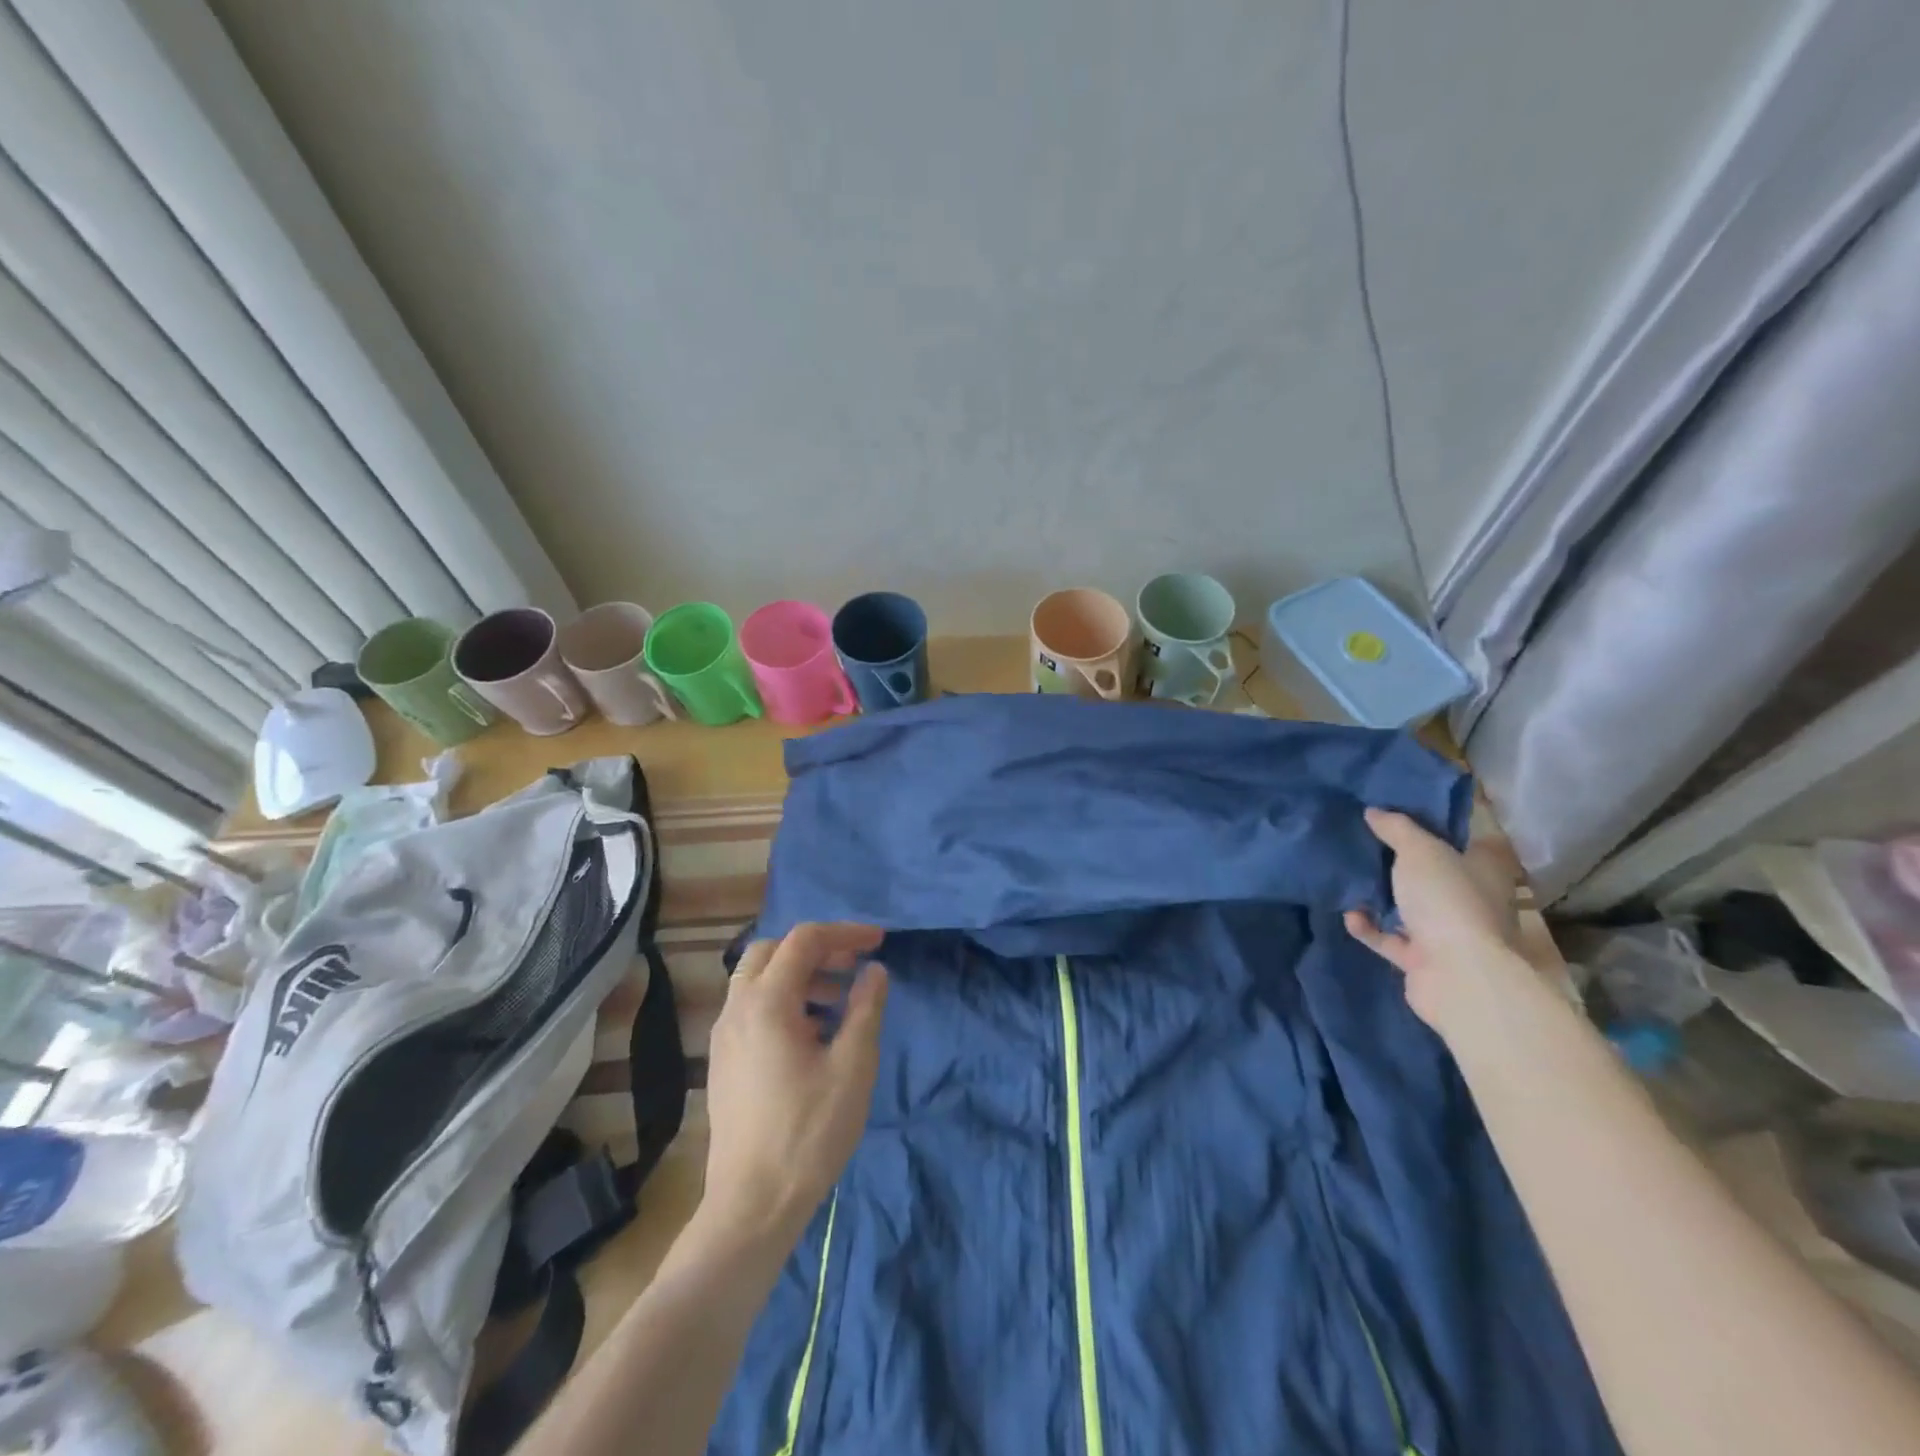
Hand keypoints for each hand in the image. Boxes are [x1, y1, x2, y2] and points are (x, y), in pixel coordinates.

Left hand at [701, 923, 888, 1244]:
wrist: (752, 1204)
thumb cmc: (809, 1131)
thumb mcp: (852, 1066)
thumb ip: (866, 1008)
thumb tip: (874, 971)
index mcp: (767, 1002)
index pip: (805, 940)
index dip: (845, 933)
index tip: (879, 942)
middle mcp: (737, 1008)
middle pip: (773, 951)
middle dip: (816, 949)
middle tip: (852, 966)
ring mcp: (725, 1035)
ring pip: (758, 979)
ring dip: (799, 975)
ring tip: (839, 1001)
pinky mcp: (724, 1060)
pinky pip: (751, 1007)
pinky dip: (783, 1000)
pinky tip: (813, 1034)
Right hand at [1343, 808, 1524, 1033]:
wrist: (1457, 974)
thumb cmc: (1447, 900)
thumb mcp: (1419, 850)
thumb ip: (1396, 828)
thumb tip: (1373, 811)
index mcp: (1484, 870)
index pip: (1464, 841)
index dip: (1435, 827)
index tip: (1400, 815)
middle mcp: (1472, 900)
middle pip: (1434, 874)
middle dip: (1401, 863)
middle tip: (1365, 844)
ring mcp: (1450, 933)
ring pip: (1411, 908)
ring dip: (1381, 898)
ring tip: (1350, 878)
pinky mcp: (1424, 960)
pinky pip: (1390, 938)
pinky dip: (1369, 928)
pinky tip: (1349, 916)